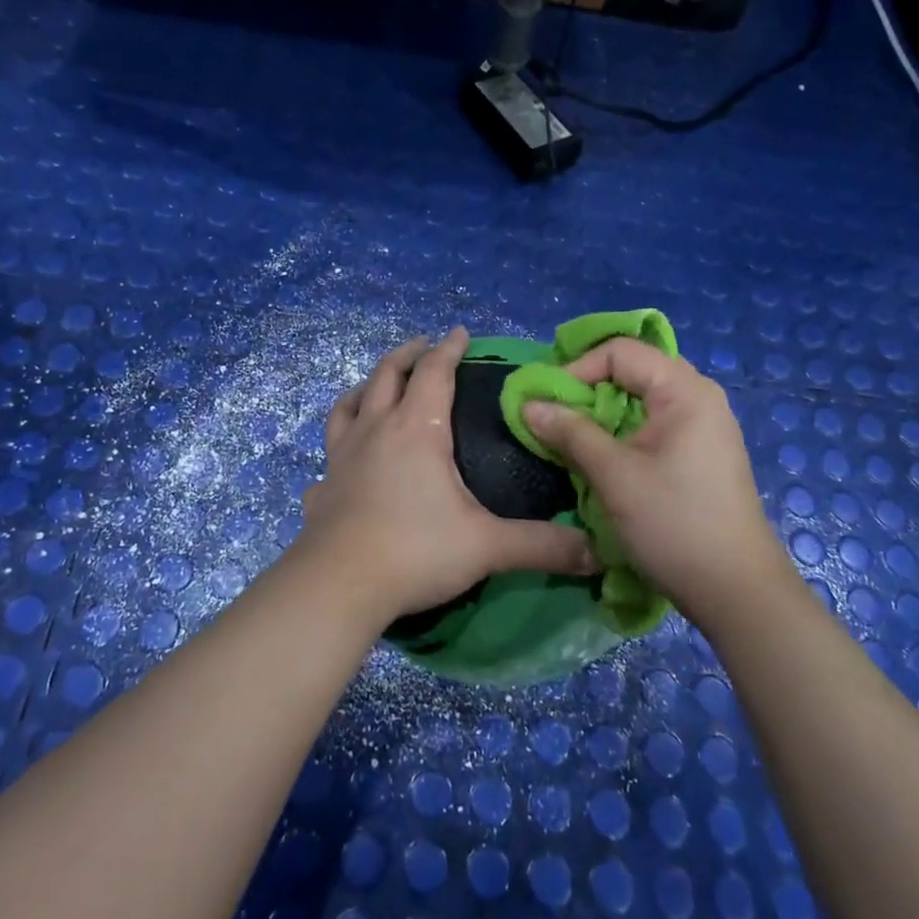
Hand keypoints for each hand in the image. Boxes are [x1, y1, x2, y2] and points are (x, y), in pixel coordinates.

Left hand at [296, 327, 594, 623]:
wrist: (338, 585)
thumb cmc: (415, 551)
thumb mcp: (486, 546)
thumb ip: (541, 545)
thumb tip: (596, 551)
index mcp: (416, 429)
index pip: (434, 372)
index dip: (449, 349)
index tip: (460, 333)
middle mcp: (375, 430)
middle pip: (387, 374)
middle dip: (408, 354)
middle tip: (424, 346)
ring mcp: (341, 456)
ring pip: (349, 405)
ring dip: (367, 387)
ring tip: (378, 386)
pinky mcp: (322, 486)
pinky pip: (330, 453)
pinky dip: (341, 444)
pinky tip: (346, 460)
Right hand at [521, 339, 785, 627]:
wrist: (736, 592)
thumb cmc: (674, 524)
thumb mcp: (614, 475)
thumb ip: (570, 432)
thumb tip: (528, 404)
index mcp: (685, 391)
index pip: (620, 352)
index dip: (577, 370)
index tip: (547, 403)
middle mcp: (699, 397)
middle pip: (632, 370)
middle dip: (588, 389)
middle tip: (556, 417)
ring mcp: (704, 426)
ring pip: (641, 400)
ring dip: (602, 414)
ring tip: (573, 440)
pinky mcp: (700, 454)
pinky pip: (653, 424)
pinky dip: (622, 432)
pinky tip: (603, 459)